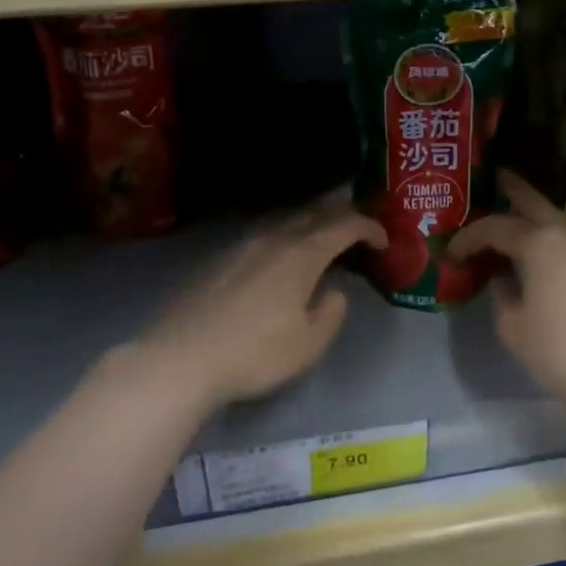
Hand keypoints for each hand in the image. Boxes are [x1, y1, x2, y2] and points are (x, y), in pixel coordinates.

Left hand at [135, 191, 386, 406]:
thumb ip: (331, 312)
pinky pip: (264, 231)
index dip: (369, 227)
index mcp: (301, 254)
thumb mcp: (309, 344)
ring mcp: (242, 244)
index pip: (344, 226)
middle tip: (359, 207)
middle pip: (313, 211)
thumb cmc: (254, 353)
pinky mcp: (220, 257)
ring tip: (323, 222)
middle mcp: (274, 238)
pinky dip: (286, 229)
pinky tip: (281, 245)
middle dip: (341, 207)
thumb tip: (333, 291)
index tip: (384, 239)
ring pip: (286, 217)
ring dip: (311, 216)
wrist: (181, 358)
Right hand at [451, 172, 565, 413]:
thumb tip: (502, 281)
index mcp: (537, 241)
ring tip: (513, 219)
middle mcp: (565, 233)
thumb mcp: (516, 329)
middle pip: (533, 202)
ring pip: (555, 219)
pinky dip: (549, 237)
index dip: (467, 237)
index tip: (450, 252)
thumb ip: (502, 299)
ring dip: (533, 216)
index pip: (493, 227)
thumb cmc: (565, 348)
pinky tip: (540, 253)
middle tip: (495, 177)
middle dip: (513, 189)